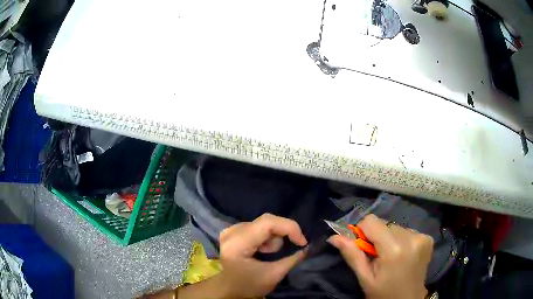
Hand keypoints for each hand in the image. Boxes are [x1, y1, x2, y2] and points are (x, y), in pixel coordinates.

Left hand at [217, 213, 307, 297]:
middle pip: (266, 221)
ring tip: (269, 253)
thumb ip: (293, 259)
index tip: (302, 242)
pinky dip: (266, 237)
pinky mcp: (233, 231)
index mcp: (237, 243)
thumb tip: (308, 247)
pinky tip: (262, 249)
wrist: (230, 289)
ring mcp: (231, 230)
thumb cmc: (250, 285)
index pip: (267, 223)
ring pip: (263, 223)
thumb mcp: (274, 275)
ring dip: (273, 237)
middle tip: (288, 249)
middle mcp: (231, 232)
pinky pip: (257, 226)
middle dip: (282, 234)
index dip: (289, 227)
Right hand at [328, 214, 433, 298]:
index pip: (372, 221)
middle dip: (377, 237)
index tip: (362, 246)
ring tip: (391, 257)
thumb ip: (352, 255)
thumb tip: (334, 237)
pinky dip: (401, 240)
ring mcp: (422, 237)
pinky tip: (402, 255)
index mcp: (394, 249)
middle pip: (385, 224)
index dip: (362, 231)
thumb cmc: (383, 293)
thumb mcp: (365, 278)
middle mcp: (411, 238)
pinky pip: (408, 231)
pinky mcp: (428, 239)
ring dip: (389, 238)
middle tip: (377, 256)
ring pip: (396, 227)